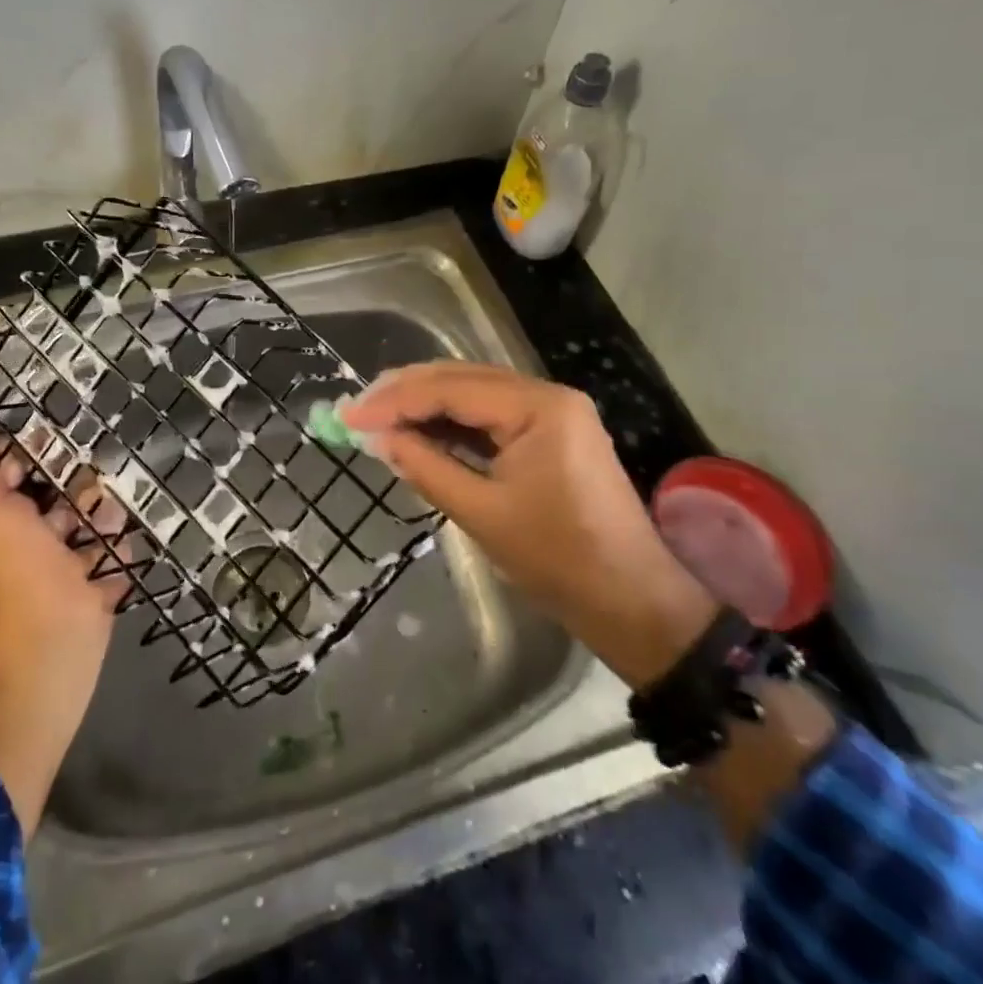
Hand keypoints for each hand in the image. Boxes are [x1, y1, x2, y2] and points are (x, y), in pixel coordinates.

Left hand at [0, 417, 130, 665]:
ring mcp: (69, 567)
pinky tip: (137, 528)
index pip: (21, 476)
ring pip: (92, 527)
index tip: (65, 424)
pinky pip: (115, 558)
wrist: (53, 642)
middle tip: (111, 456)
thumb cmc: (21, 570)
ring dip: (108, 512)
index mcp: (9, 522)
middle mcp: (37, 542)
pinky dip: (124, 546)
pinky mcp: (98, 588)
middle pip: (63, 500)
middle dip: (84, 482)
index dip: (38, 452)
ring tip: (126, 495)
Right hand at [340, 362, 716, 686]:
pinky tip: (419, 430)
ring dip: (425, 405)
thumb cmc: (559, 560)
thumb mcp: (481, 513)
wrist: (633, 603)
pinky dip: (452, 423)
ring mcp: (552, 413)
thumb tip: (375, 438)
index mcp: (539, 407)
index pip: (451, 389)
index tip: (349, 414)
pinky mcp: (550, 434)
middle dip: (406, 393)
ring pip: (474, 394)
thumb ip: (425, 467)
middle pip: (462, 379)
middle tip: (357, 409)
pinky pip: (491, 417)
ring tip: (377, 416)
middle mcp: (547, 395)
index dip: (395, 400)